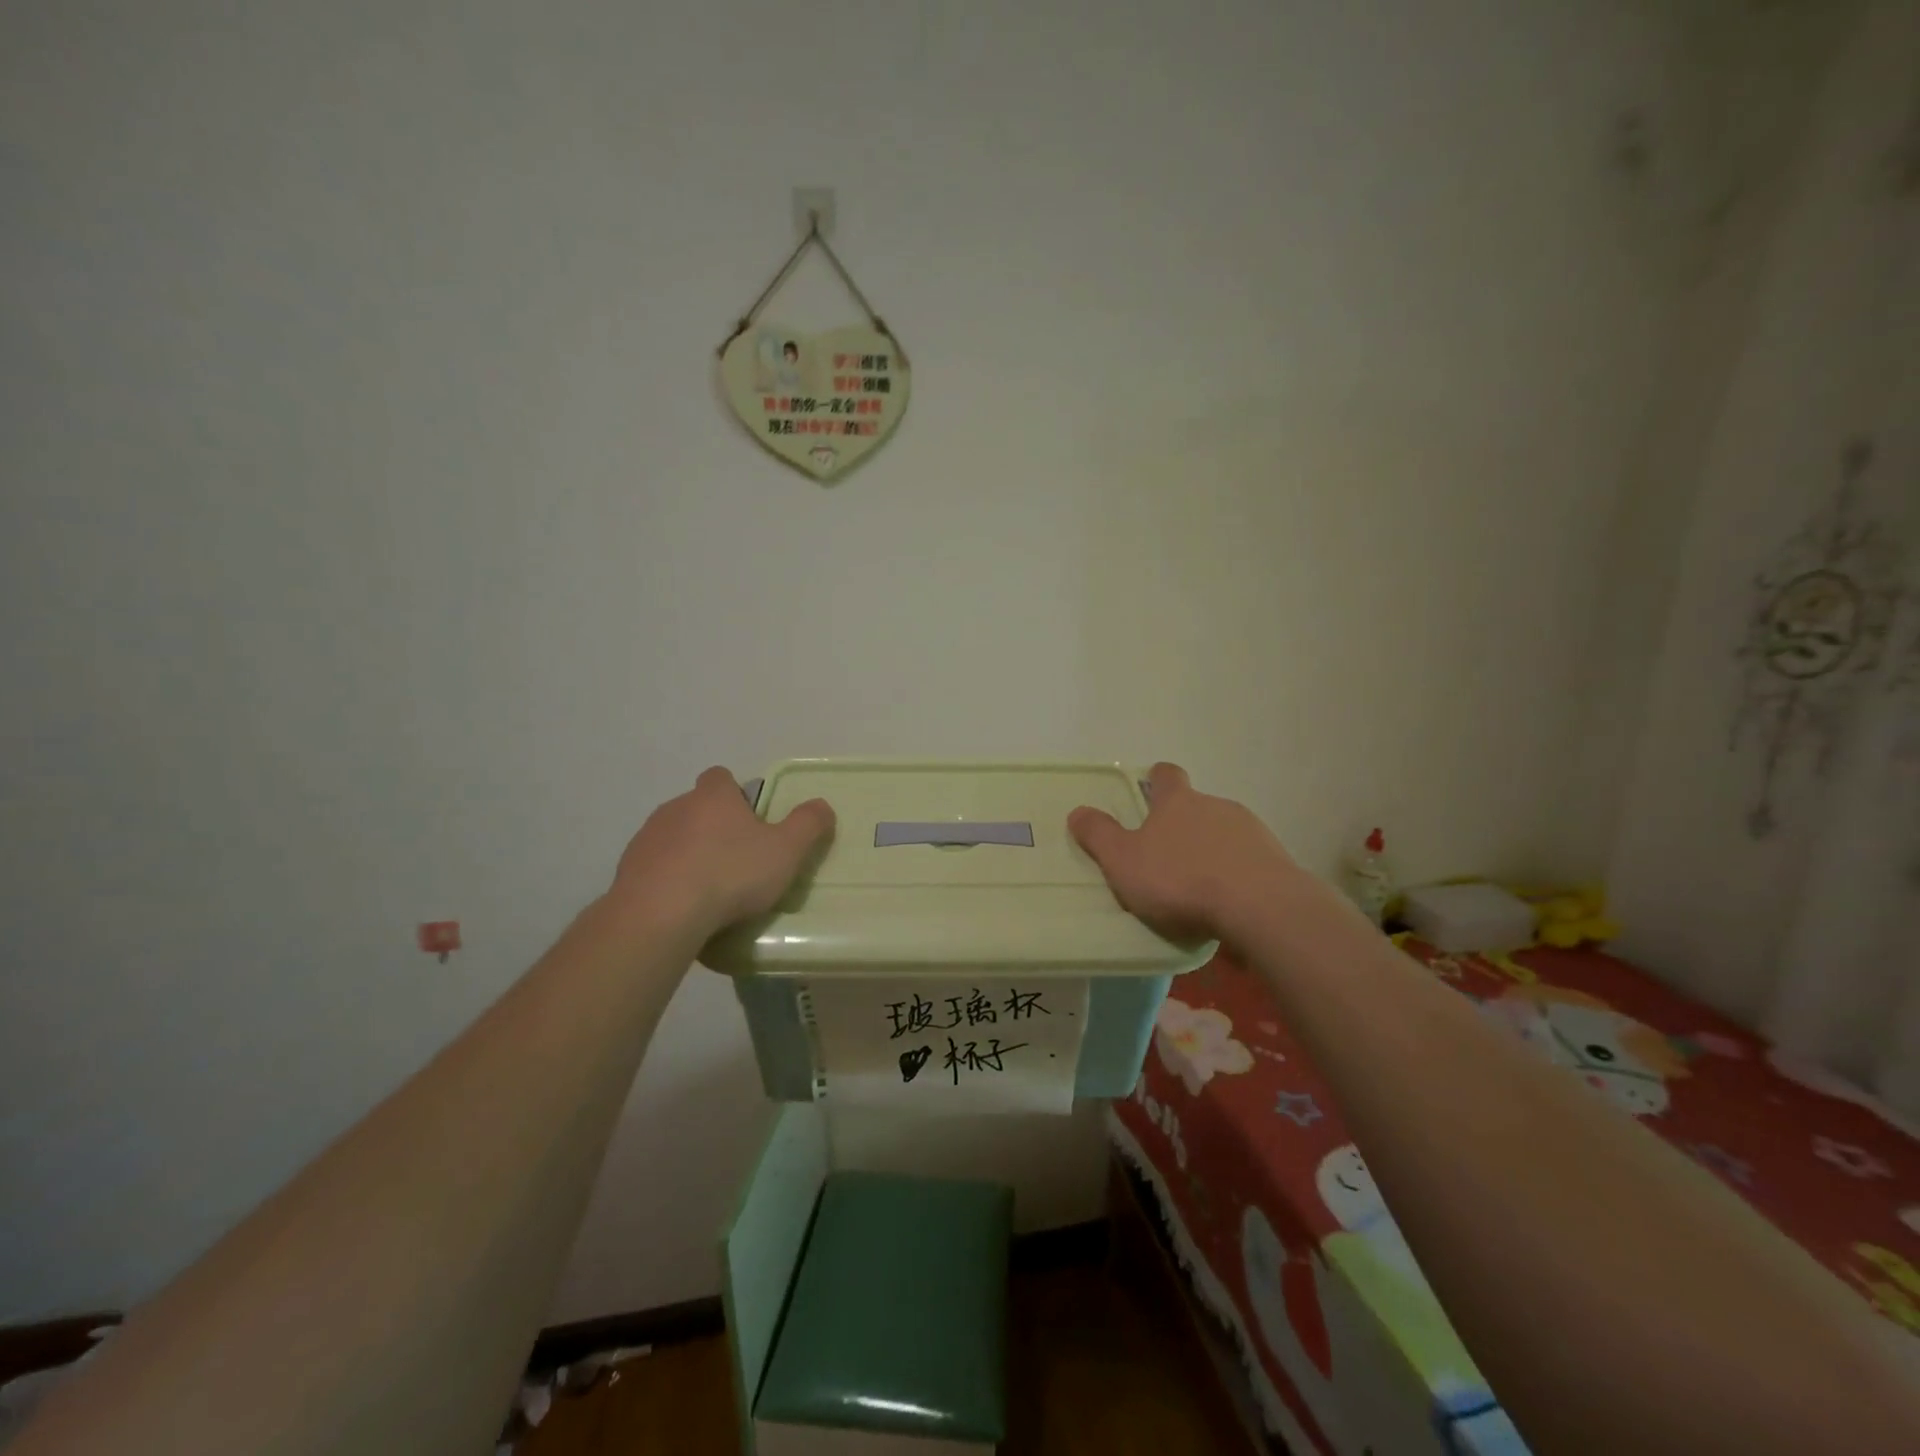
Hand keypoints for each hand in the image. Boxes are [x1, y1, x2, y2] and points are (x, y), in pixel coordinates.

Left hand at [610, 768, 835, 937]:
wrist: (660, 915)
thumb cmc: (730, 874)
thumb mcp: (786, 851)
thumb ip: (808, 825)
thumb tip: (823, 806)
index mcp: (713, 797)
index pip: (721, 778)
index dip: (735, 795)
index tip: (750, 821)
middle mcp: (675, 808)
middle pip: (697, 808)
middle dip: (714, 827)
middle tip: (737, 861)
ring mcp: (646, 839)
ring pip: (673, 838)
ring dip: (688, 854)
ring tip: (709, 890)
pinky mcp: (626, 871)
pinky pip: (653, 868)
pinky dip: (667, 881)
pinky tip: (682, 908)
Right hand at [1069, 762, 1298, 943]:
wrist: (1259, 907)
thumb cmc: (1180, 879)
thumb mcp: (1123, 861)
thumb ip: (1099, 836)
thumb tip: (1077, 811)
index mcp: (1177, 803)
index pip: (1166, 776)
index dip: (1157, 780)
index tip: (1151, 787)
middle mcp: (1216, 806)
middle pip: (1197, 806)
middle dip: (1183, 825)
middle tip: (1167, 856)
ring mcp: (1251, 832)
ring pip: (1224, 834)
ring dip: (1212, 851)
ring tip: (1200, 887)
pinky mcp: (1277, 861)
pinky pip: (1249, 862)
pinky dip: (1237, 875)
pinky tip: (1229, 903)